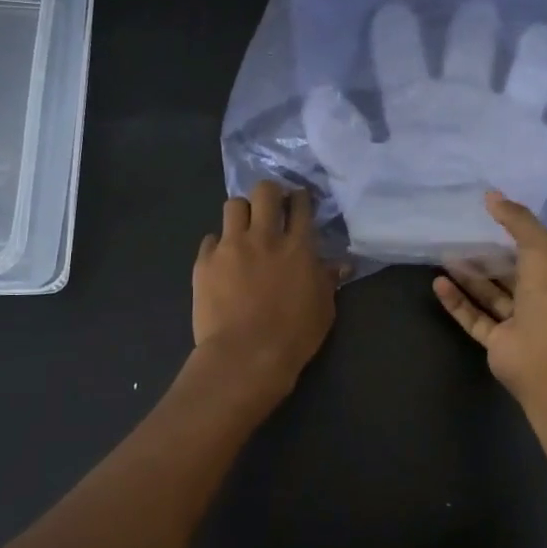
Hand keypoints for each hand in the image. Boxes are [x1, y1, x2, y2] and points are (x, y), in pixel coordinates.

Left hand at [192, 180, 339, 401]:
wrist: (246, 356)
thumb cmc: (294, 336)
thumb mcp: (323, 309)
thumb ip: (329, 280)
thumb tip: (341, 264)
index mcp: (298, 247)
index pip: (301, 206)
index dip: (300, 198)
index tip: (298, 200)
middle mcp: (264, 237)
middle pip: (264, 192)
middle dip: (269, 192)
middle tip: (271, 206)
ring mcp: (231, 247)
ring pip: (233, 206)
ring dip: (241, 212)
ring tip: (244, 228)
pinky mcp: (205, 262)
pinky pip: (210, 239)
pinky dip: (218, 245)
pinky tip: (222, 260)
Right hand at [433, 191, 546, 401]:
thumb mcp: (540, 245)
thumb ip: (516, 219)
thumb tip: (491, 195)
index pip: (538, 253)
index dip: (517, 236)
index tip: (491, 220)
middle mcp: (543, 301)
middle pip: (512, 275)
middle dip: (488, 258)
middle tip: (461, 238)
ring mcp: (520, 325)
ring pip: (491, 297)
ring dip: (469, 278)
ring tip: (445, 257)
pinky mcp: (498, 344)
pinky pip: (475, 319)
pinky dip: (457, 303)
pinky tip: (439, 284)